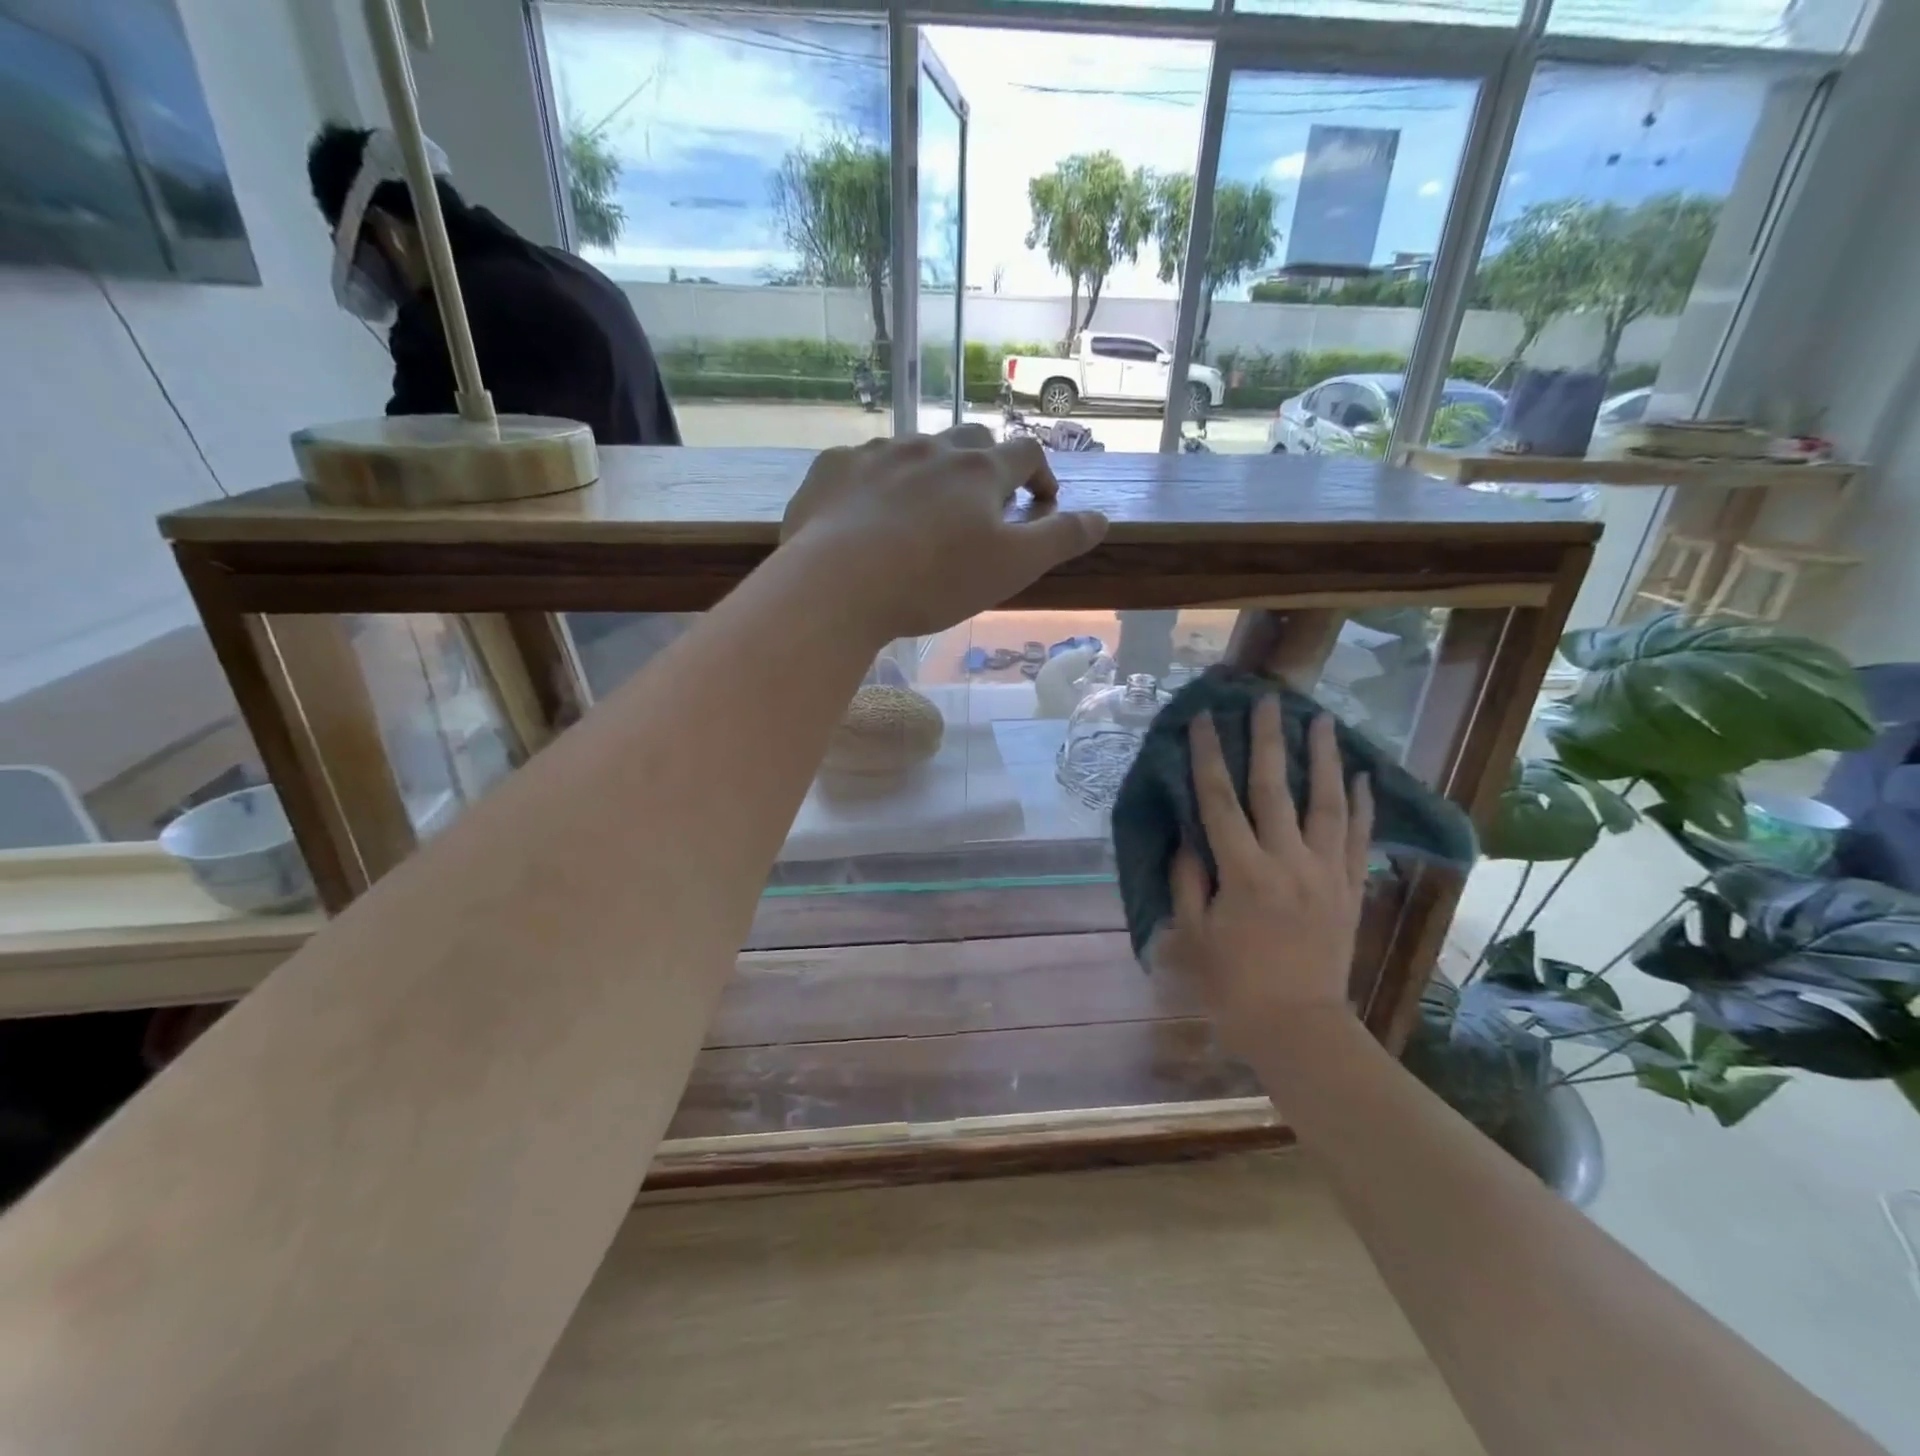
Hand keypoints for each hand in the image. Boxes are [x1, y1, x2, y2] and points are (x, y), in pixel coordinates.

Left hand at [780, 427, 1107, 639]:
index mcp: (979, 470)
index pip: (1025, 453)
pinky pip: (862, 464)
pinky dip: (876, 482)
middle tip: (983, 504)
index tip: (1043, 501)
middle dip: (987, 464)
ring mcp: (877, 452)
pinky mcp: (832, 468)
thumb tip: (1101, 518)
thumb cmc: (934, 580)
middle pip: (971, 440)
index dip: (1041, 473)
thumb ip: (1059, 539)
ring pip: (915, 448)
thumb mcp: (1012, 568)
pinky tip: (867, 514)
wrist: (837, 585)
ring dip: (930, 471)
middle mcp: (930, 447)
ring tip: (923, 512)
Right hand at [1161, 695, 1373, 1054]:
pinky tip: (1359, 776)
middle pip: (1275, 789)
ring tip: (1321, 720)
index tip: (1202, 720)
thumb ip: (1188, 881)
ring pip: (1326, 804)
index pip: (1220, 801)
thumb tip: (1189, 838)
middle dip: (1268, 740)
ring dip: (1322, 759)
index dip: (1208, 757)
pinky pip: (1358, 839)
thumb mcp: (1194, 935)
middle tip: (1266, 700)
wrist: (1299, 1028)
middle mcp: (1289, 863)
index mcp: (1244, 873)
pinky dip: (1359, 805)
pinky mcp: (1350, 890)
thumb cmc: (1234, 986)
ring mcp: (1327, 874)